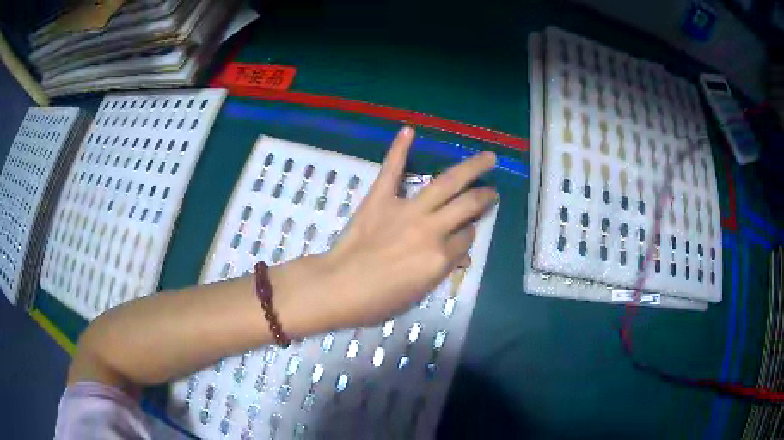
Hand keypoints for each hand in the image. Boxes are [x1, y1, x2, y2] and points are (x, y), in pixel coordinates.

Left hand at [279, 127, 496, 332]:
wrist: (337, 287)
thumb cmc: (377, 301)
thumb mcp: (419, 294)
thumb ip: (442, 270)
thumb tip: (459, 254)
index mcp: (440, 258)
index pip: (467, 237)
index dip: (470, 232)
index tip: (468, 230)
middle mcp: (431, 229)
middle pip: (468, 206)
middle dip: (485, 197)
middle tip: (492, 191)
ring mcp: (406, 210)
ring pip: (447, 183)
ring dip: (471, 168)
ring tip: (488, 158)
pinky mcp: (380, 198)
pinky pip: (392, 170)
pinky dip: (399, 149)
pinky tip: (409, 130)